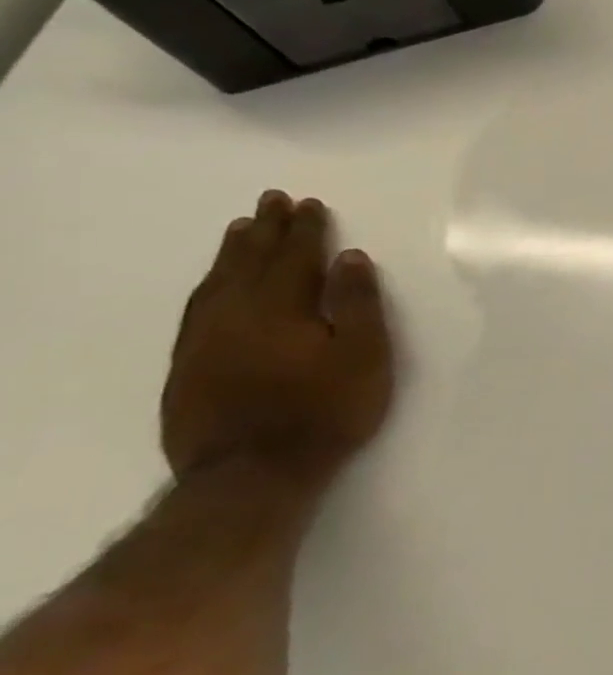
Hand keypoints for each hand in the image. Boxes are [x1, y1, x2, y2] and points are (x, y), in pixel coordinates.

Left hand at [162, 191, 393, 492]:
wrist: (252, 474)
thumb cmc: (325, 411)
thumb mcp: (365, 356)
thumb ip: (358, 304)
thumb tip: (350, 259)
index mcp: (282, 308)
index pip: (295, 257)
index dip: (305, 230)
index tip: (309, 204)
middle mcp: (235, 314)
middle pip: (250, 262)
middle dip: (266, 230)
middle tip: (271, 200)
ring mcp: (204, 340)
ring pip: (217, 283)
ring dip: (234, 253)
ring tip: (243, 229)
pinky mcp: (186, 366)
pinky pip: (196, 309)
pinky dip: (210, 285)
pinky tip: (215, 284)